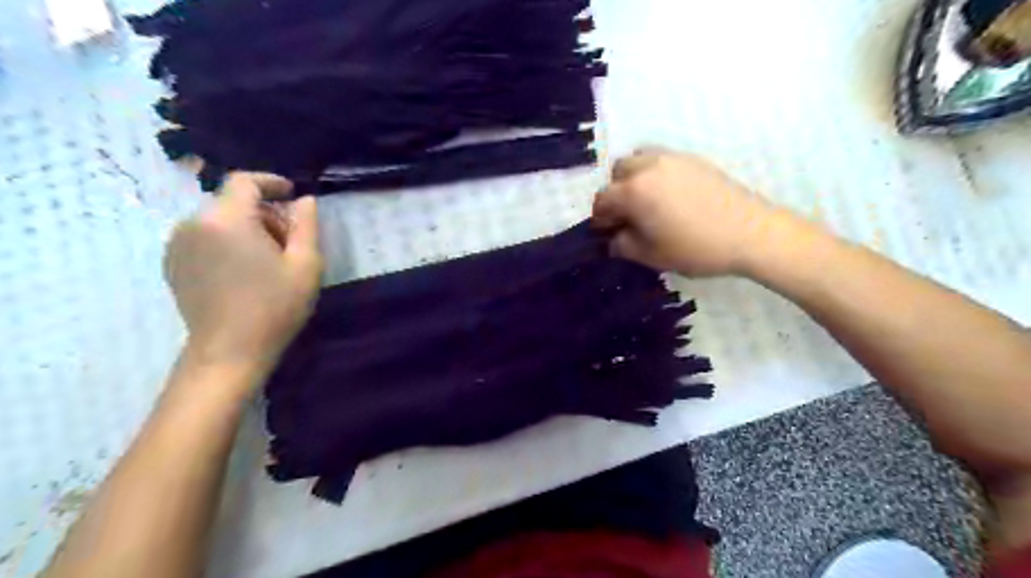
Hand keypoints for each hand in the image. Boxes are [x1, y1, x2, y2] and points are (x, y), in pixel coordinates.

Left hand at [164, 171, 320, 378]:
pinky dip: (227, 243)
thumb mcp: (305, 264)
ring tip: (268, 261)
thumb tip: (305, 200)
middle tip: (290, 243)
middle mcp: (194, 223)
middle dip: (264, 214)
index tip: (292, 194)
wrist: (230, 351)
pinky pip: (204, 238)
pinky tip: (245, 272)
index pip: (244, 182)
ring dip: (247, 230)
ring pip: (219, 221)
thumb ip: (306, 225)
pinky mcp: (173, 264)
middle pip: (233, 203)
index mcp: (227, 219)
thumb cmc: (275, 306)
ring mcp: (178, 245)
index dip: (270, 182)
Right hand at [593, 146, 798, 274]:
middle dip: (616, 194)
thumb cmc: (695, 248)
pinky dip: (654, 172)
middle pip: (618, 173)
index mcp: (633, 191)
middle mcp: (648, 167)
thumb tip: (612, 239)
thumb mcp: (650, 255)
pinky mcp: (693, 159)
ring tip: (646, 200)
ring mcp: (672, 159)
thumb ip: (622, 245)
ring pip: (639, 159)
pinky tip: (668, 195)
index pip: (602, 200)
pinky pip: (661, 159)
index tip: (606, 233)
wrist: (750, 233)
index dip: (600, 218)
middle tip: (627, 216)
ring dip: (633, 178)